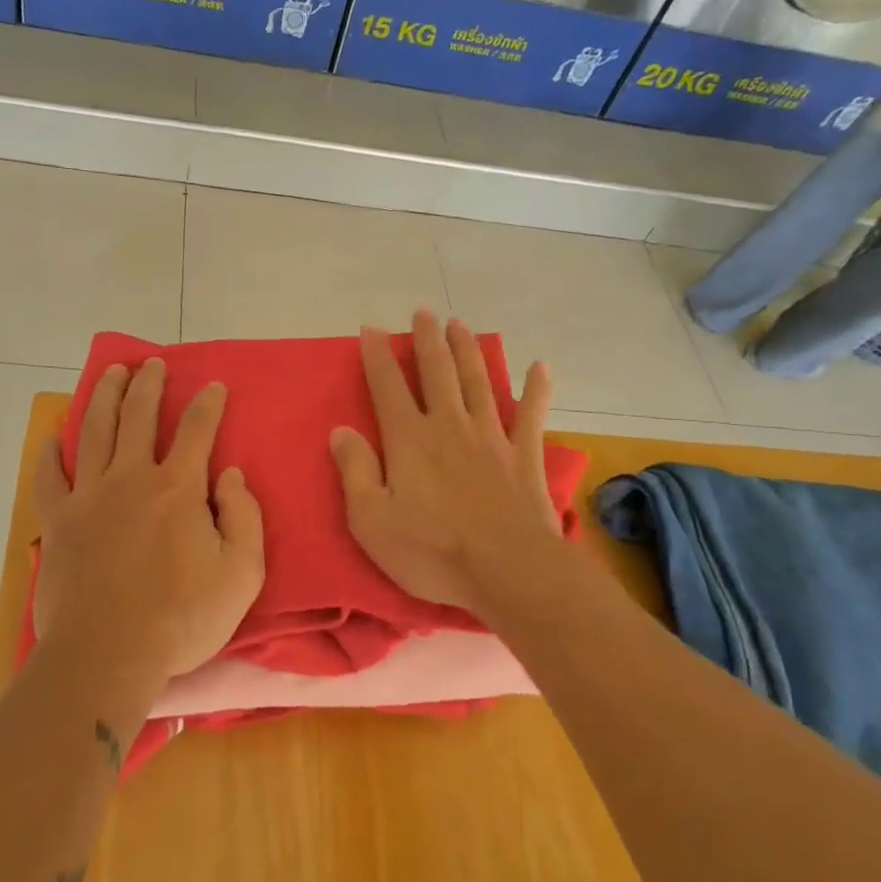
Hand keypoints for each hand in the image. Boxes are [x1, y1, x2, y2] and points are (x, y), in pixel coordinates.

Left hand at [33, 358, 264, 689]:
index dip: (208, 403)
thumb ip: (245, 518)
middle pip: (138, 416)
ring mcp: (89, 497)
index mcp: (178, 488)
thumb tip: (232, 476)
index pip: (197, 430)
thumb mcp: (242, 574)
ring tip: (111, 373)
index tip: (213, 385)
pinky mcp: (58, 522)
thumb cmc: (182, 619)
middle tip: (152, 363)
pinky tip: (53, 438)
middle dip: (148, 384)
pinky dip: (51, 454)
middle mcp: (131, 478)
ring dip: (105, 397)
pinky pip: (50, 477)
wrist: (107, 655)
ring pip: (95, 431)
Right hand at [331, 312, 564, 614]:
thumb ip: (355, 471)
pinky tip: (540, 366)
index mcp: (409, 440)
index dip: (377, 356)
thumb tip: (340, 431)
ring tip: (460, 325)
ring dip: (468, 351)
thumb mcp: (371, 520)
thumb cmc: (432, 551)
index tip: (371, 328)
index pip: (387, 387)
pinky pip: (531, 415)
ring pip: (478, 382)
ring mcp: (491, 438)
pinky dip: (536, 389)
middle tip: (424, 312)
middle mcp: (449, 426)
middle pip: (437, 372)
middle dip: (427, 340)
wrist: (508, 570)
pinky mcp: (524, 457)